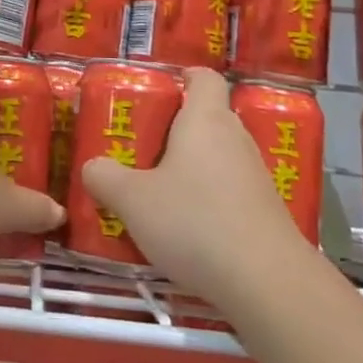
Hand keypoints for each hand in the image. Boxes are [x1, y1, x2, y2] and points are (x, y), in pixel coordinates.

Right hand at [80, 69, 312, 303]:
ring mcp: (257, 177)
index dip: (182, 77)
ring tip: (158, 193)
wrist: (270, 285)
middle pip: (208, 117)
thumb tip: (92, 167)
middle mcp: (235, 138)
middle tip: (142, 148)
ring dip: (192, 168)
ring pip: (218, 157)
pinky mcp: (267, 213)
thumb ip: (104, 178)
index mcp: (205, 119)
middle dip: (175, 129)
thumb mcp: (133, 200)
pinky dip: (210, 200)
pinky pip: (231, 191)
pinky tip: (187, 230)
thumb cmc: (196, 223)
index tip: (157, 92)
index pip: (203, 77)